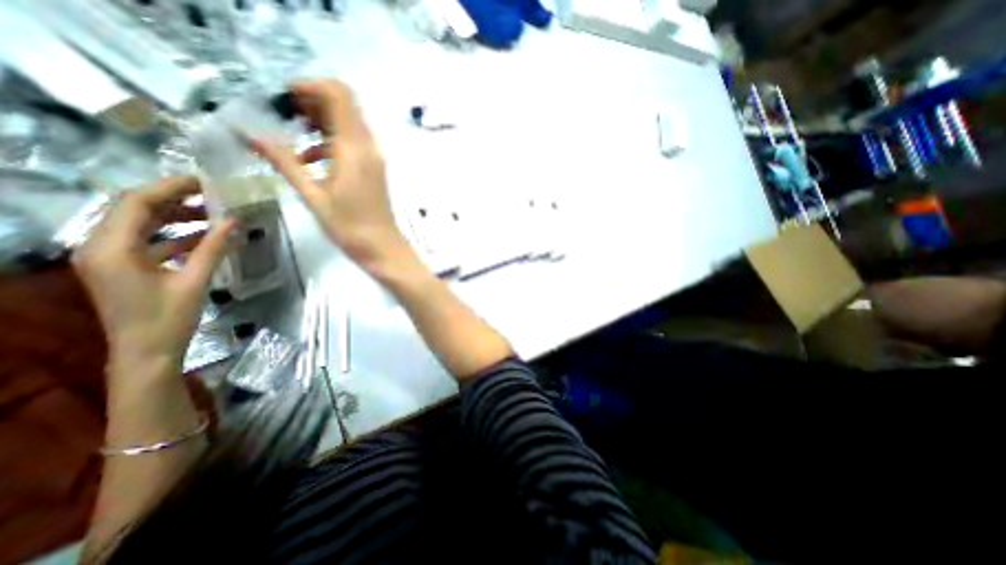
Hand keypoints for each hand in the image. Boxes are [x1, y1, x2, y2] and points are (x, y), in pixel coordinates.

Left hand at [72, 177, 233, 369]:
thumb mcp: (194, 281)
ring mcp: (108, 258)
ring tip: (213, 215)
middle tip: (213, 196)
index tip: (205, 182)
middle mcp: (100, 246)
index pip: (136, 203)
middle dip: (174, 199)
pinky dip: (174, 235)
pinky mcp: (121, 267)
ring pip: (141, 224)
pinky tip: (203, 237)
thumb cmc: (169, 318)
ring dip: (176, 217)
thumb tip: (235, 220)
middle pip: (134, 209)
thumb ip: (213, 248)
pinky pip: (147, 241)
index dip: (171, 188)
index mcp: (111, 248)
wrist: (146, 352)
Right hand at [249, 78, 408, 274]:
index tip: (283, 100)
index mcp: (354, 149)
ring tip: (290, 137)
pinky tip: (309, 159)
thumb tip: (248, 133)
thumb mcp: (312, 196)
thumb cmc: (349, 227)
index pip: (339, 95)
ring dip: (319, 123)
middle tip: (282, 117)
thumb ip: (283, 161)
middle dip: (311, 103)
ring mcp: (374, 158)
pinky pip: (352, 143)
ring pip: (348, 124)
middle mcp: (368, 148)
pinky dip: (330, 142)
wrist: (383, 248)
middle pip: (343, 105)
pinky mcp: (374, 169)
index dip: (310, 87)